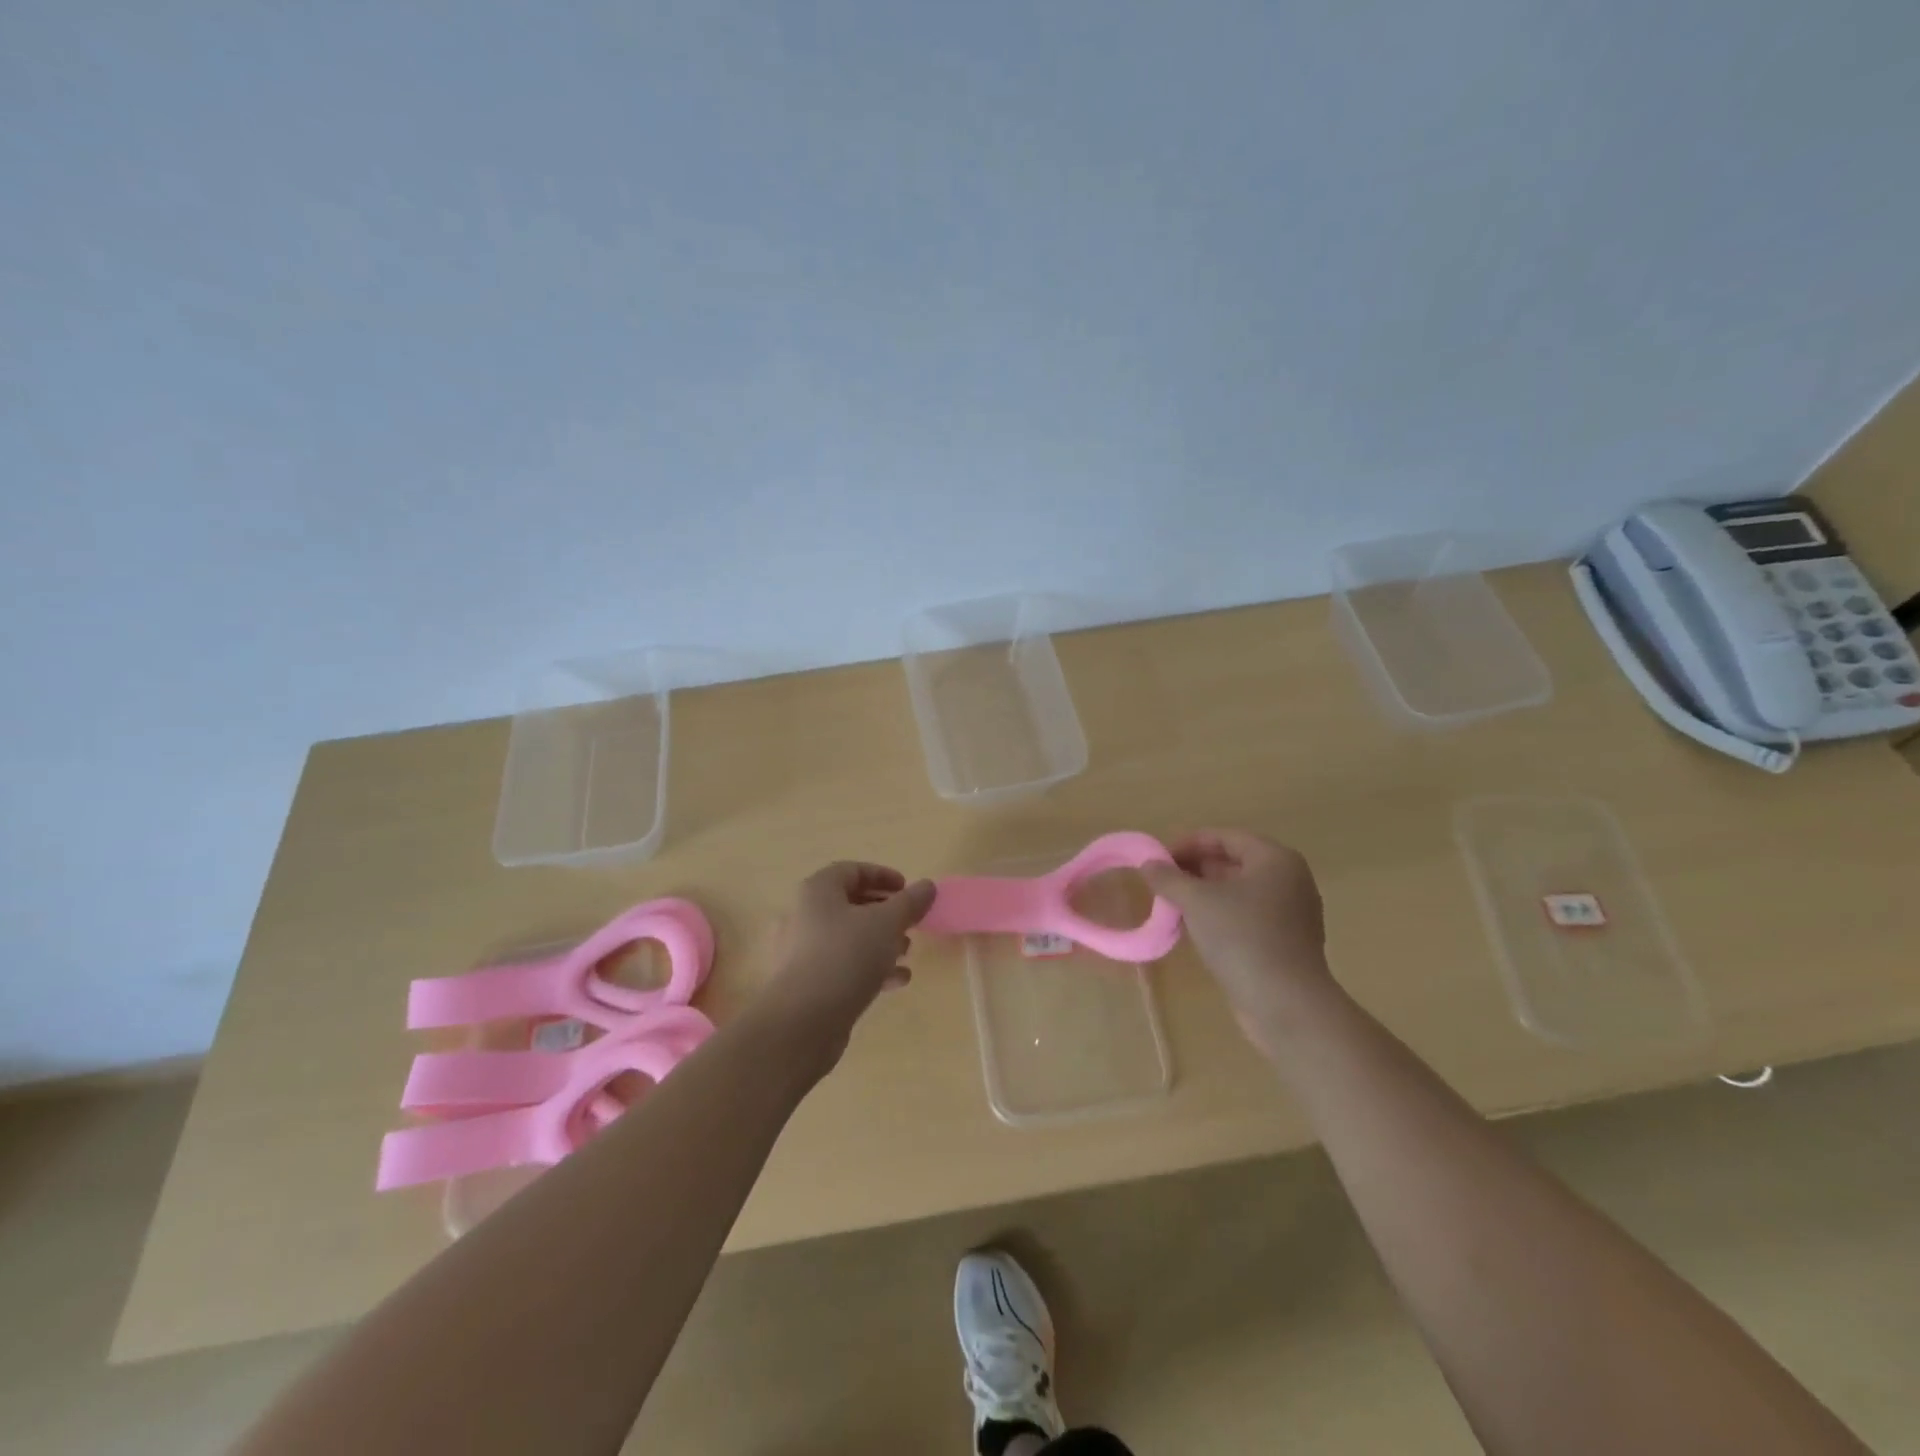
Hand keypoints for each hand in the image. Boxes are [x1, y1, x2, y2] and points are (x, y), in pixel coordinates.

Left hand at [757, 862, 935, 1068]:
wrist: (803, 1022)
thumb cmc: (846, 957)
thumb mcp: (887, 923)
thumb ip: (910, 902)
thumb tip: (927, 886)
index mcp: (818, 891)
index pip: (852, 870)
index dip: (882, 875)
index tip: (908, 889)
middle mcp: (804, 915)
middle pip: (850, 904)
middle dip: (885, 912)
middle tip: (910, 921)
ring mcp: (802, 951)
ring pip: (848, 937)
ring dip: (880, 941)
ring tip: (907, 951)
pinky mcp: (807, 983)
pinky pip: (842, 965)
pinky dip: (869, 967)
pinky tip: (896, 981)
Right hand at [1140, 829, 1331, 1055]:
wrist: (1285, 1003)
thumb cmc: (1242, 937)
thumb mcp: (1197, 901)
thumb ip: (1169, 878)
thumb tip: (1148, 864)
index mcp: (1275, 859)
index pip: (1225, 837)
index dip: (1188, 843)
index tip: (1158, 858)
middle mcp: (1289, 880)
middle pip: (1234, 862)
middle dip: (1195, 869)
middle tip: (1161, 881)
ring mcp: (1291, 913)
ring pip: (1239, 892)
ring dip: (1204, 894)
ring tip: (1171, 904)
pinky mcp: (1285, 942)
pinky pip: (1246, 916)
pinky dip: (1219, 916)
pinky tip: (1193, 929)